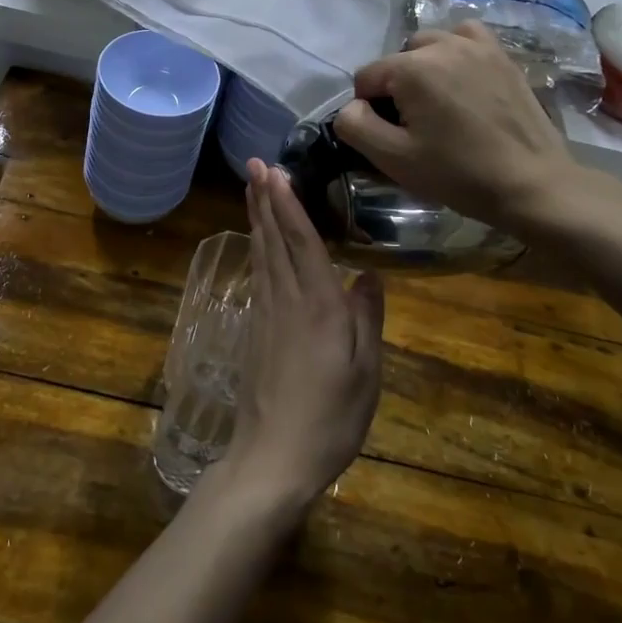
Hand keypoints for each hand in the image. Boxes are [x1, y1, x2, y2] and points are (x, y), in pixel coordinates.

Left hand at [218, 160, 384, 516]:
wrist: (272, 460)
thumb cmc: (329, 419)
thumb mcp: (366, 373)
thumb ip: (367, 320)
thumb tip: (369, 275)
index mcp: (317, 306)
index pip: (302, 241)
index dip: (288, 203)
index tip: (274, 170)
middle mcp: (286, 300)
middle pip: (273, 239)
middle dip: (264, 198)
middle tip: (253, 163)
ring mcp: (265, 314)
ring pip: (261, 254)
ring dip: (257, 217)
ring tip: (252, 188)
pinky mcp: (254, 331)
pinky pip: (257, 275)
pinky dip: (256, 248)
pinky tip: (257, 242)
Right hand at [335, 20, 597, 235]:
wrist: (532, 184)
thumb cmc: (458, 173)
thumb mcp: (393, 158)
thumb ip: (355, 126)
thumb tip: (351, 107)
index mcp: (411, 68)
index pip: (366, 78)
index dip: (369, 109)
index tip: (391, 136)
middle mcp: (442, 44)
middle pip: (397, 60)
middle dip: (397, 87)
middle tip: (416, 125)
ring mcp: (477, 46)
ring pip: (429, 45)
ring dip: (424, 68)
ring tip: (438, 103)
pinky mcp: (502, 55)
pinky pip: (465, 38)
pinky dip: (455, 52)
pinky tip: (462, 78)